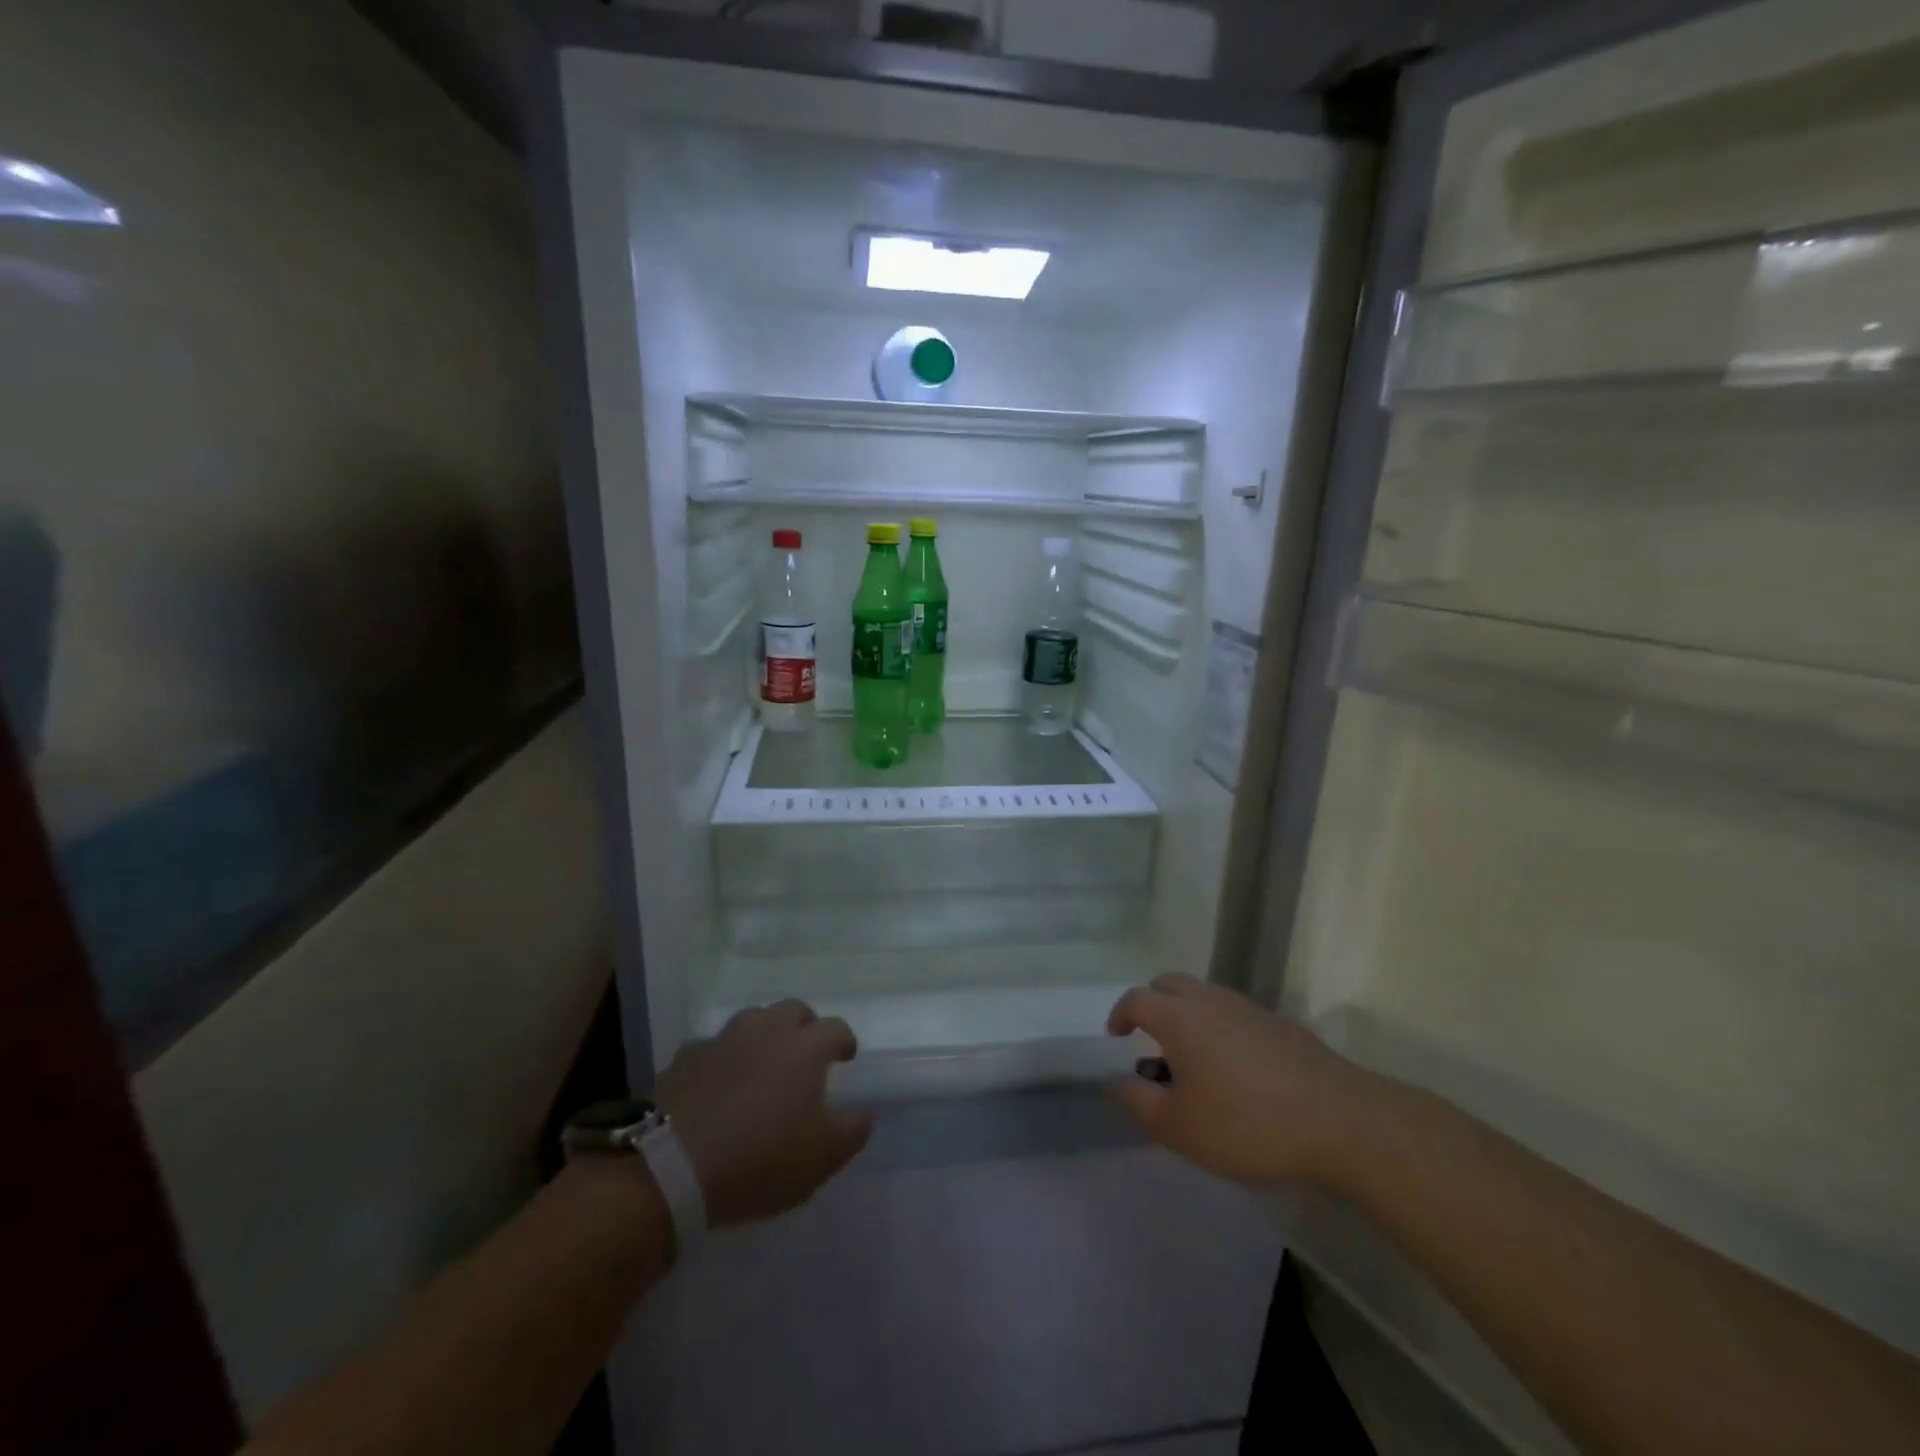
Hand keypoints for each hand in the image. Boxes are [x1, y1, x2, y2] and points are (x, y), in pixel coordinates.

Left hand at [653, 999, 872, 1227]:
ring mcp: (723, 1039)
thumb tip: (864, 1113)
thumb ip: (851, 1131)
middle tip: (804, 1054)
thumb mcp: (821, 1159)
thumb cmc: (759, 1159)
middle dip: (804, 1026)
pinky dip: (723, 1057)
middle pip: (793, 1010)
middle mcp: (766, 1030)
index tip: (845, 1058)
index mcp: (804, 1047)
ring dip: (763, 1035)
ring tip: (762, 1063)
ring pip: (752, 1020)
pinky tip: (719, 1081)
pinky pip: (713, 1046)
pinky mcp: (686, 1056)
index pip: (835, 1028)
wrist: (671, 1166)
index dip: (844, 1041)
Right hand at [1106, 974, 1377, 1186]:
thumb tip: (1113, 1079)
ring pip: (1206, 997)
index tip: (1118, 1038)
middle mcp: (1211, 1001)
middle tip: (1152, 1041)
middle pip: (1170, 984)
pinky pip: (1237, 1015)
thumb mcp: (1178, 1127)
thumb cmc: (1247, 1124)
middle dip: (1153, 1005)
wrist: (1341, 1122)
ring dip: (1189, 1016)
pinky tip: (1238, 1073)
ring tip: (1194, 1062)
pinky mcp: (1282, 1026)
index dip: (1120, 1015)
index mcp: (1180, 1017)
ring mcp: (1250, 1009)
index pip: (1136, 998)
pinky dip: (1223, 1030)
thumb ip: (1136, 1101)